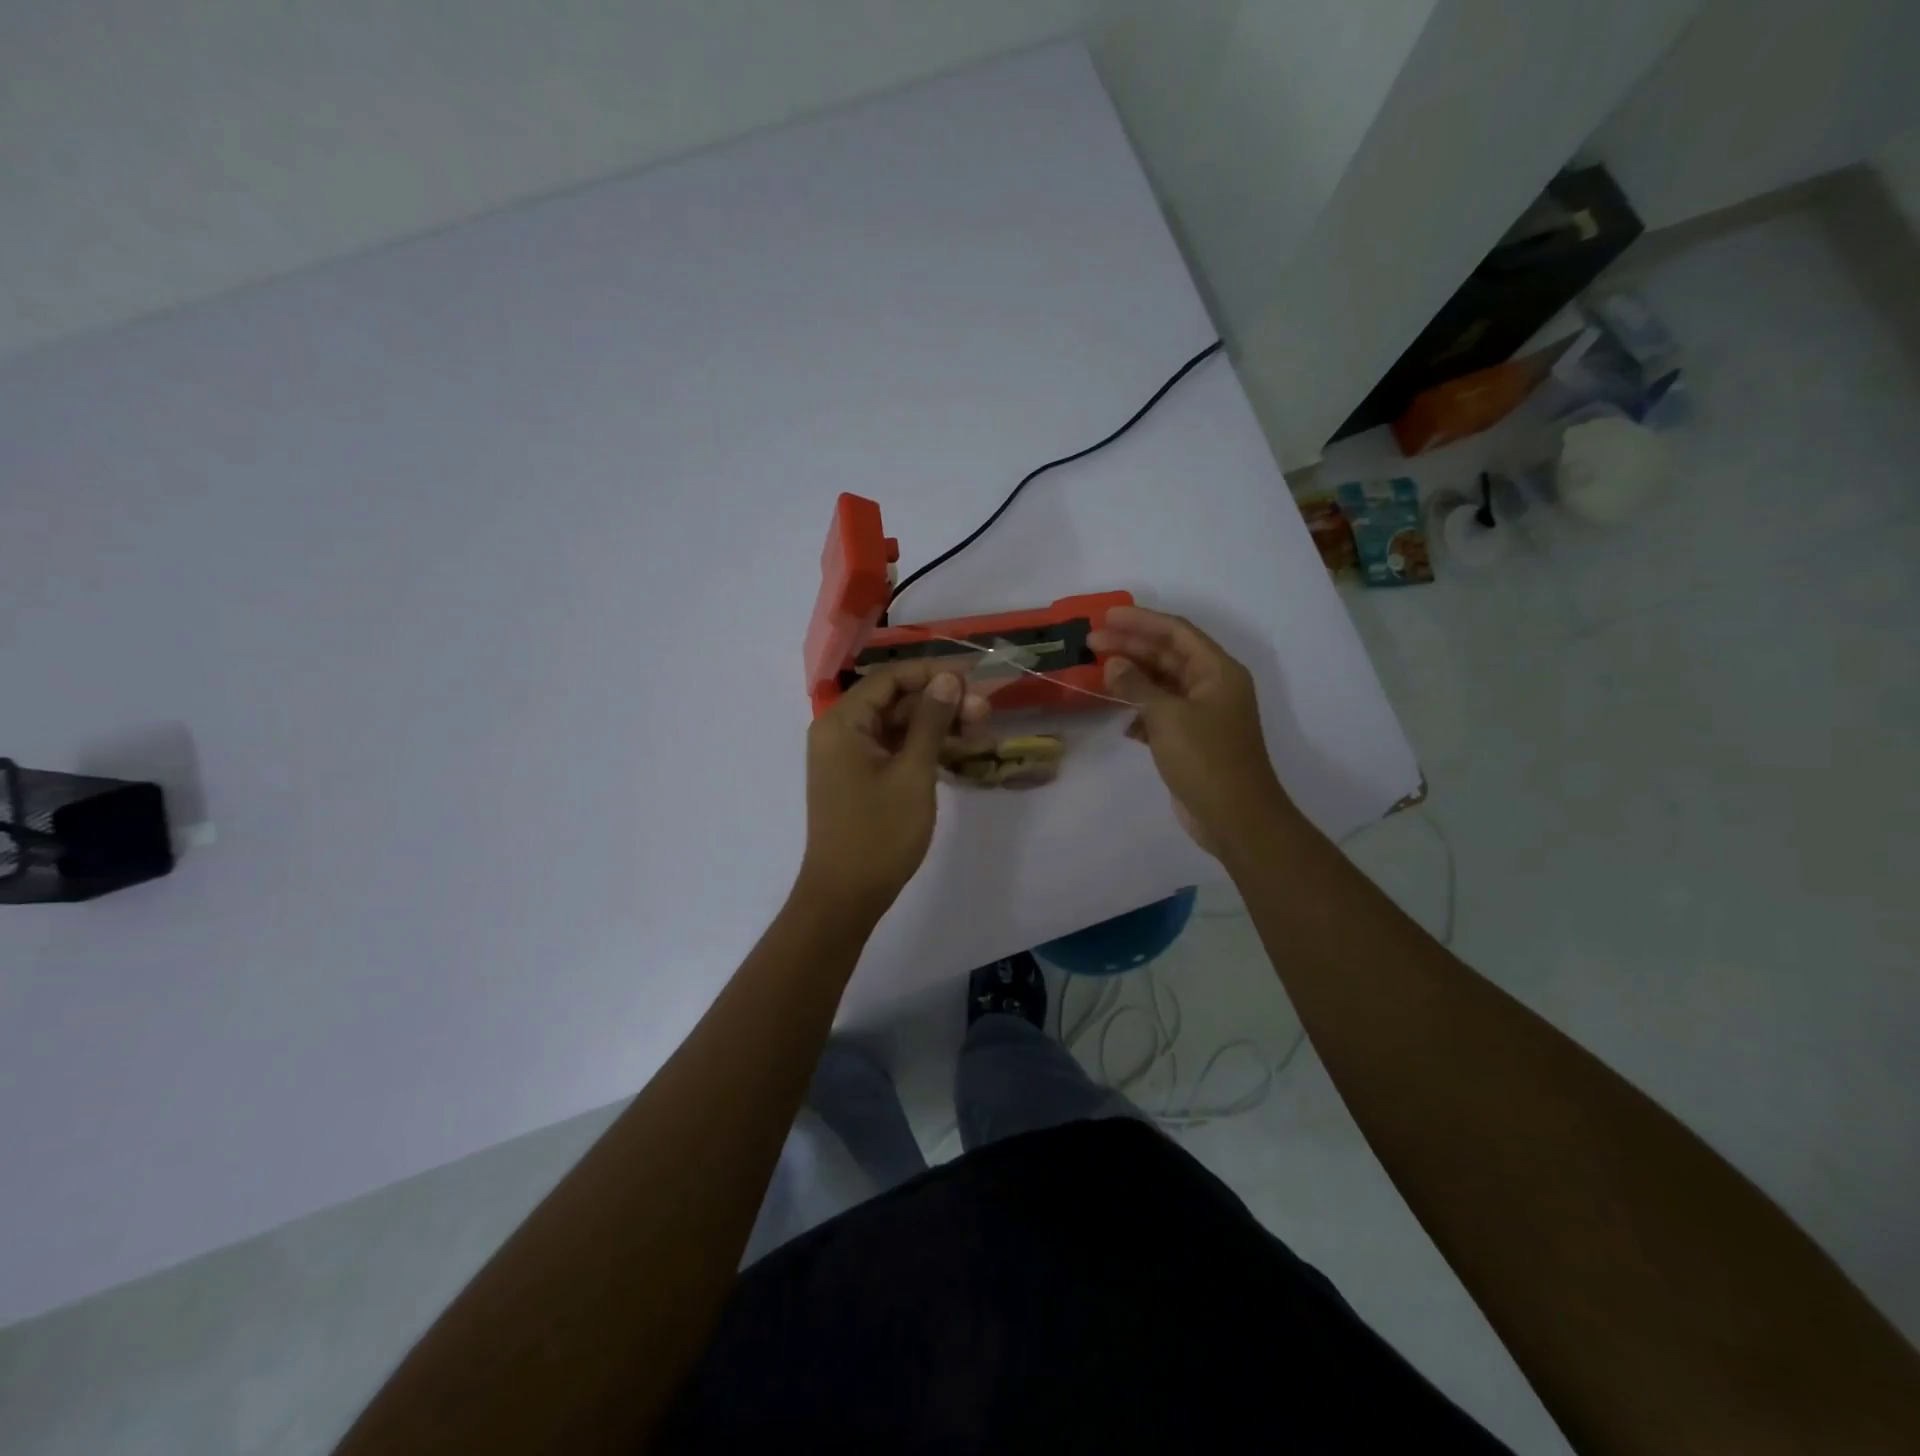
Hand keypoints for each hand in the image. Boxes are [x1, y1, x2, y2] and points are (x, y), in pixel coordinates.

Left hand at [798, 662, 989, 916]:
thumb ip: (930, 721)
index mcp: (843, 723)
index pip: (890, 679)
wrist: (846, 895)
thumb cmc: (878, 833)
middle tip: (984, 713)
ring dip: (936, 725)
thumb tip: (948, 679)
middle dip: (940, 702)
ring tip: (979, 733)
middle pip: (895, 701)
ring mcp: (848, 757)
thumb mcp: (912, 773)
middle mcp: (840, 732)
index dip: (932, 673)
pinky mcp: (860, 778)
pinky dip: (923, 748)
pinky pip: (894, 749)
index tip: (974, 677)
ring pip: (897, 726)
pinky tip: (958, 751)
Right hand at [1088, 606, 1294, 855]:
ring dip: (1132, 678)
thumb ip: (1137, 686)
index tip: (1106, 617)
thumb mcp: (1167, 717)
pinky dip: (1140, 711)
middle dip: (1131, 646)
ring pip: (1162, 684)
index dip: (1141, 621)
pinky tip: (1120, 717)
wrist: (1235, 817)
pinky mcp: (1191, 740)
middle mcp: (1213, 686)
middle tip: (1091, 642)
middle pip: (1168, 655)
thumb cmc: (1206, 759)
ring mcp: (1203, 714)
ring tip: (1097, 673)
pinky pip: (1161, 713)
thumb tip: (1113, 665)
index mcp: (1218, 671)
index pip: (1176, 632)